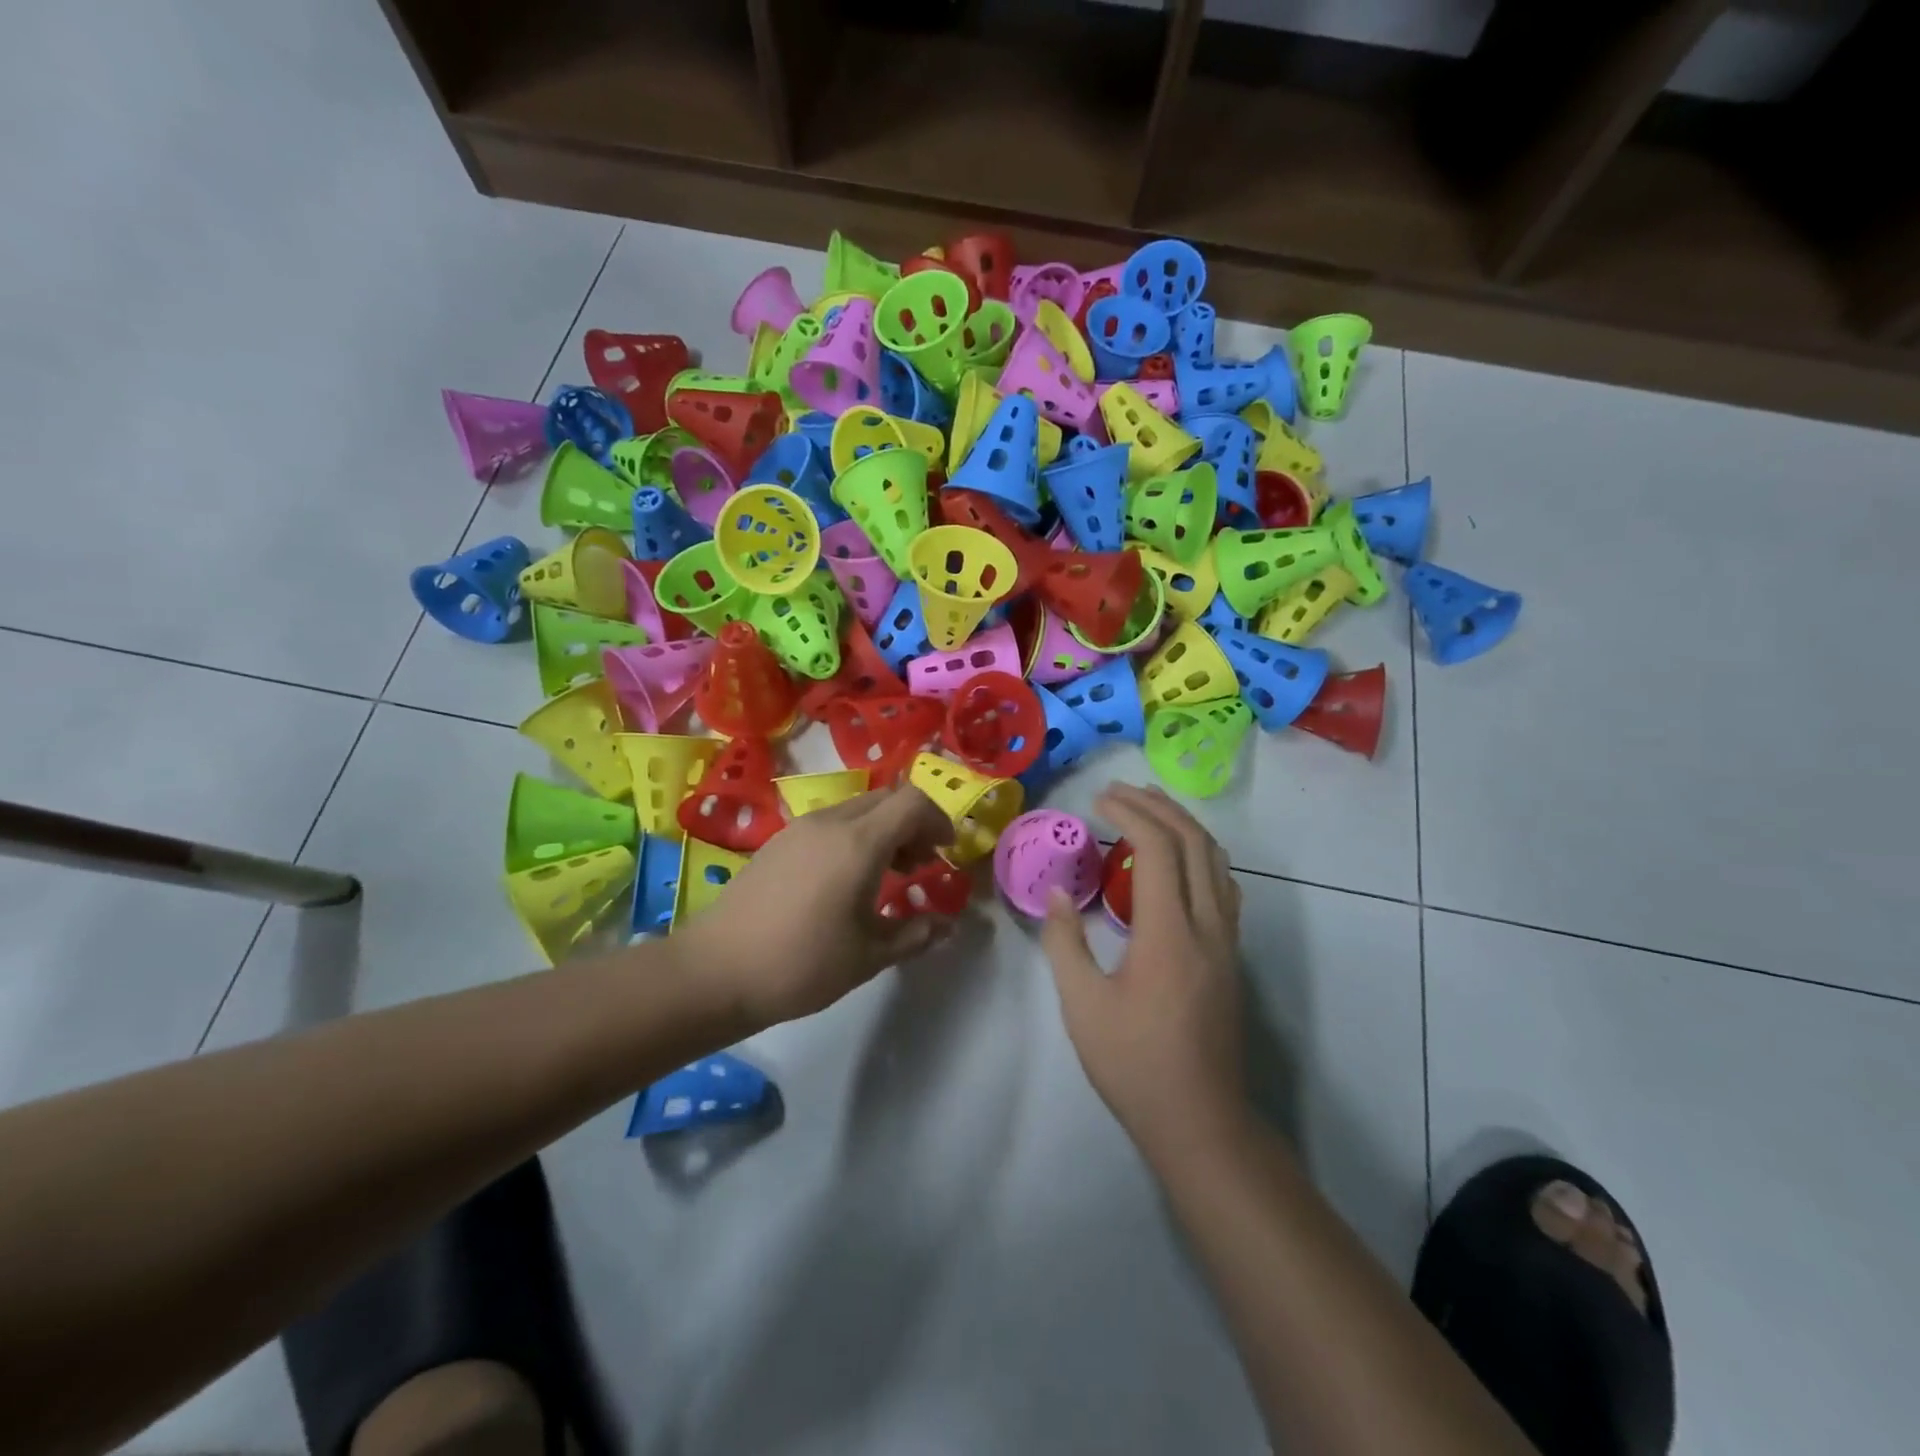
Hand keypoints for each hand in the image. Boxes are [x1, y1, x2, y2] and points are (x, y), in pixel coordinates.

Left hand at [674, 785, 957, 1027]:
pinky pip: (831, 822)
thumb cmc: (801, 964)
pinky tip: (846, 880)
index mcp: (858, 842)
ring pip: (858, 809)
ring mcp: (800, 828)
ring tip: (887, 875)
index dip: (938, 819)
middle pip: (886, 799)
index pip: (912, 801)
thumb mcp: (869, 956)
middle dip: (913, 824)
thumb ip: (915, 934)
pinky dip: (854, 836)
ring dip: (883, 830)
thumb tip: (948, 925)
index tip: (946, 852)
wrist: (715, 971)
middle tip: (920, 866)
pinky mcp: (778, 841)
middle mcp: (830, 822)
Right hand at [1042, 784, 1245, 1158]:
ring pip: (1217, 861)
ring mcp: (1227, 941)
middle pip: (1194, 843)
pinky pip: (1223, 886)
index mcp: (1169, 933)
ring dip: (1184, 826)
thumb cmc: (1133, 1063)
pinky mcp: (1232, 957)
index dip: (1128, 814)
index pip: (1157, 848)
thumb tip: (1058, 892)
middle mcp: (1207, 926)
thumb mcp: (1082, 1004)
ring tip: (1150, 809)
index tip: (1098, 800)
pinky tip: (1180, 860)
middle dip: (1157, 807)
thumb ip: (1065, 941)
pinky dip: (1200, 855)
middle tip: (1120, 792)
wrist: (1200, 1120)